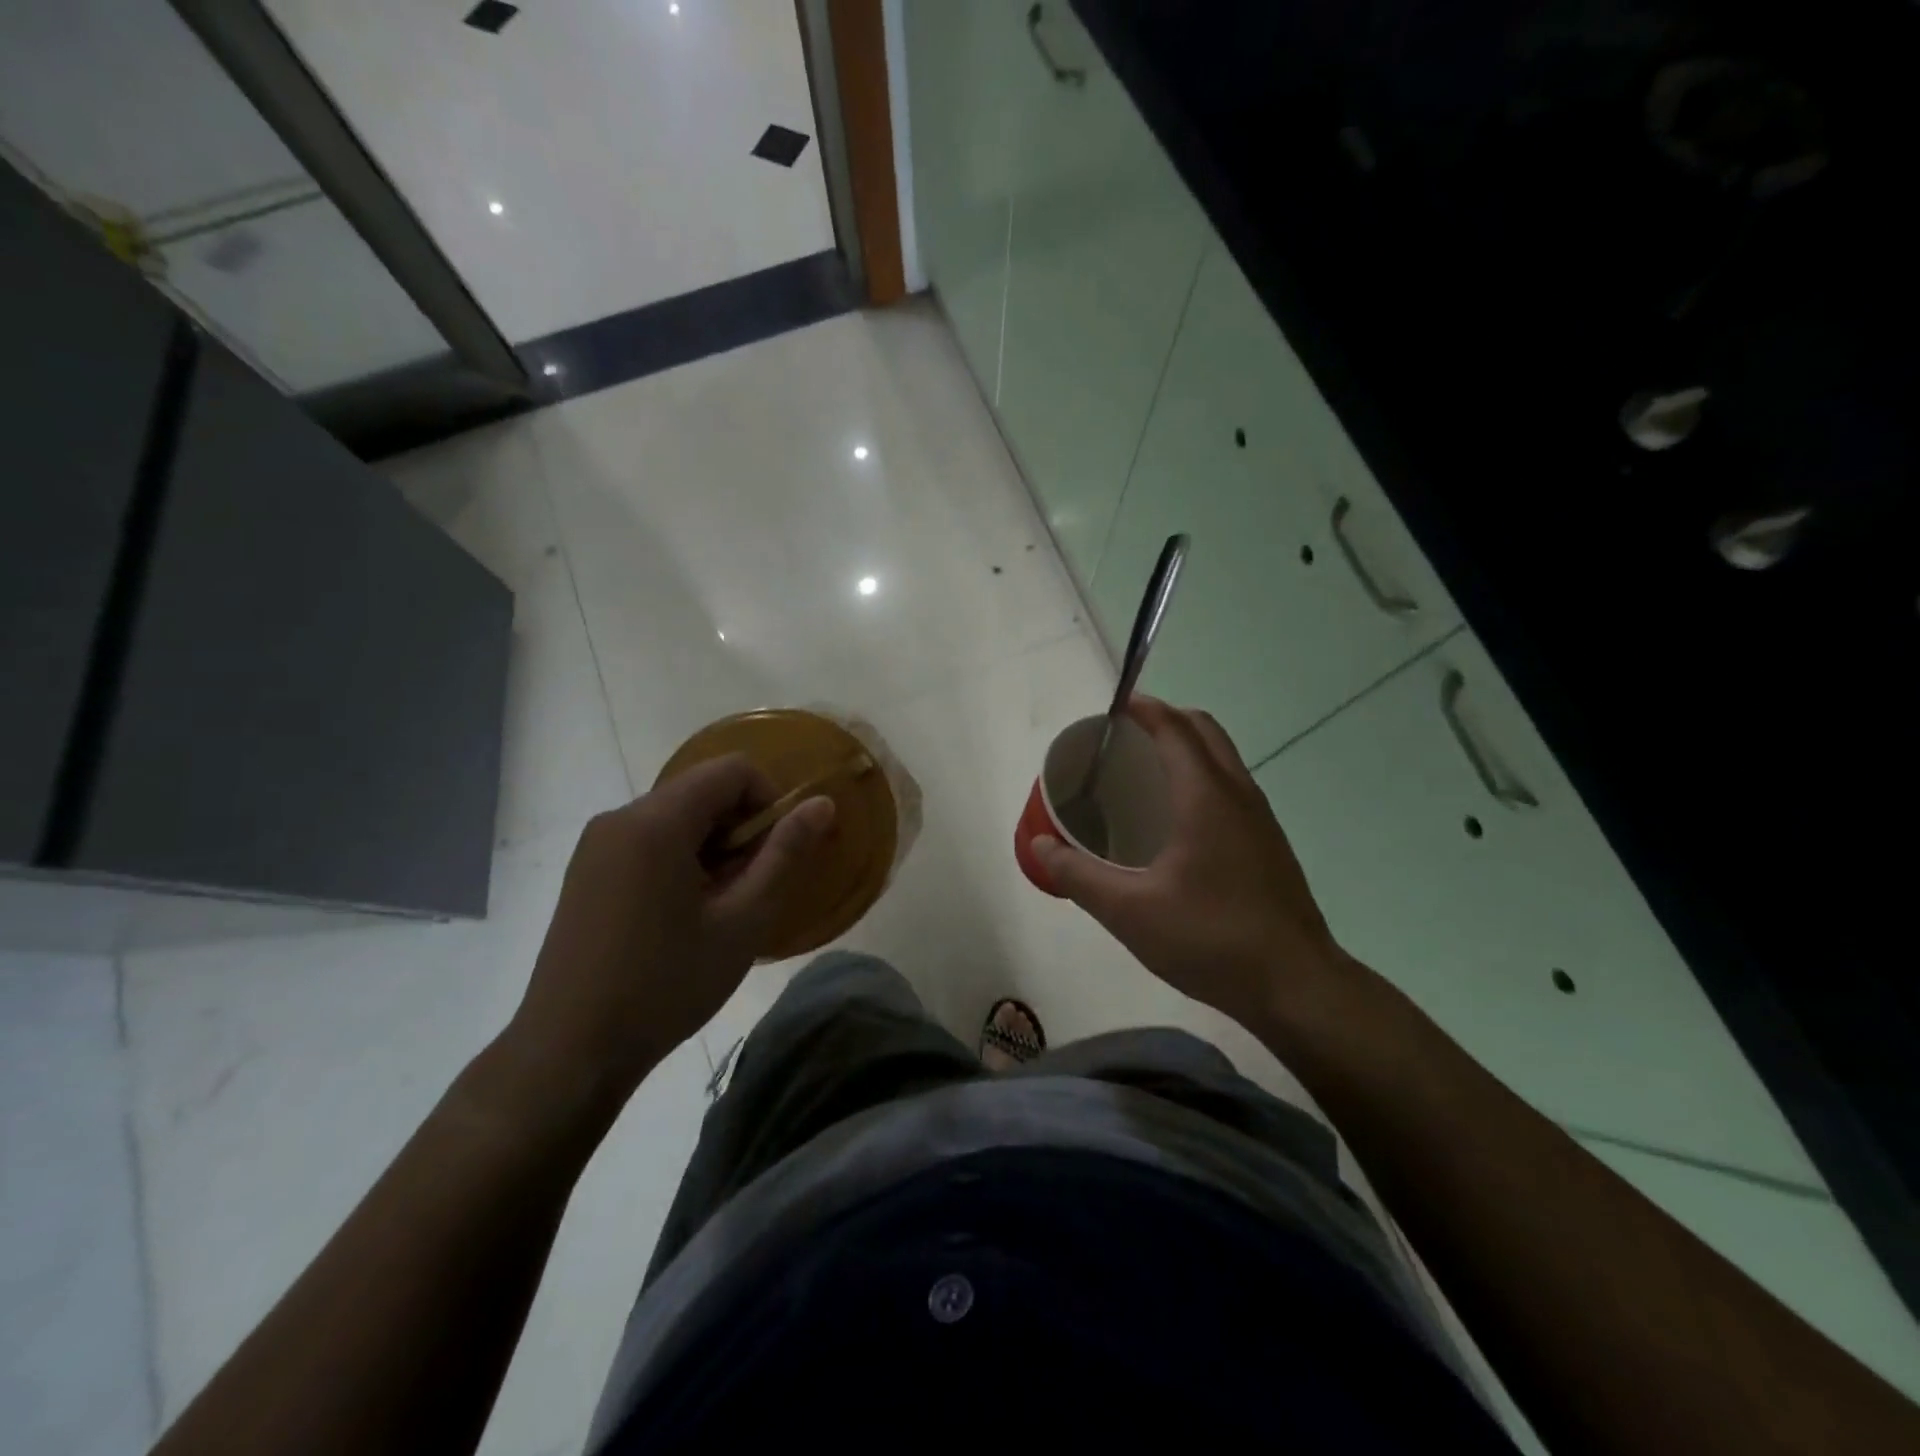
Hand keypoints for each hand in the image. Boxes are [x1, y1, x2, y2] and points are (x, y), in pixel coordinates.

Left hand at [503, 756, 834, 1119]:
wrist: (570, 1050)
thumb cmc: (666, 984)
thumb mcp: (743, 920)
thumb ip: (785, 854)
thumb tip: (822, 804)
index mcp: (657, 821)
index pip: (733, 770)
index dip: (768, 801)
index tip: (775, 854)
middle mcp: (620, 817)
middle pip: (702, 790)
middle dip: (740, 828)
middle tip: (750, 888)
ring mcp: (597, 844)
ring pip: (677, 816)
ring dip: (712, 846)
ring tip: (718, 907)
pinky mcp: (586, 870)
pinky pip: (648, 839)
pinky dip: (680, 858)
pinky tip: (681, 914)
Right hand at [1031, 699, 1347, 1032]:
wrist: (1297, 985)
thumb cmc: (1210, 938)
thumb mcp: (1129, 911)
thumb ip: (1079, 875)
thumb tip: (1040, 845)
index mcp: (1205, 796)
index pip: (1173, 727)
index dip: (1142, 708)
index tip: (1110, 708)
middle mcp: (1238, 794)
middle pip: (1203, 730)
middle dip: (1164, 720)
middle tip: (1123, 738)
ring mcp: (1260, 818)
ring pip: (1223, 757)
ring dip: (1186, 747)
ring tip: (1144, 772)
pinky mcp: (1269, 843)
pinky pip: (1231, 786)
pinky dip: (1201, 776)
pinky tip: (1176, 821)